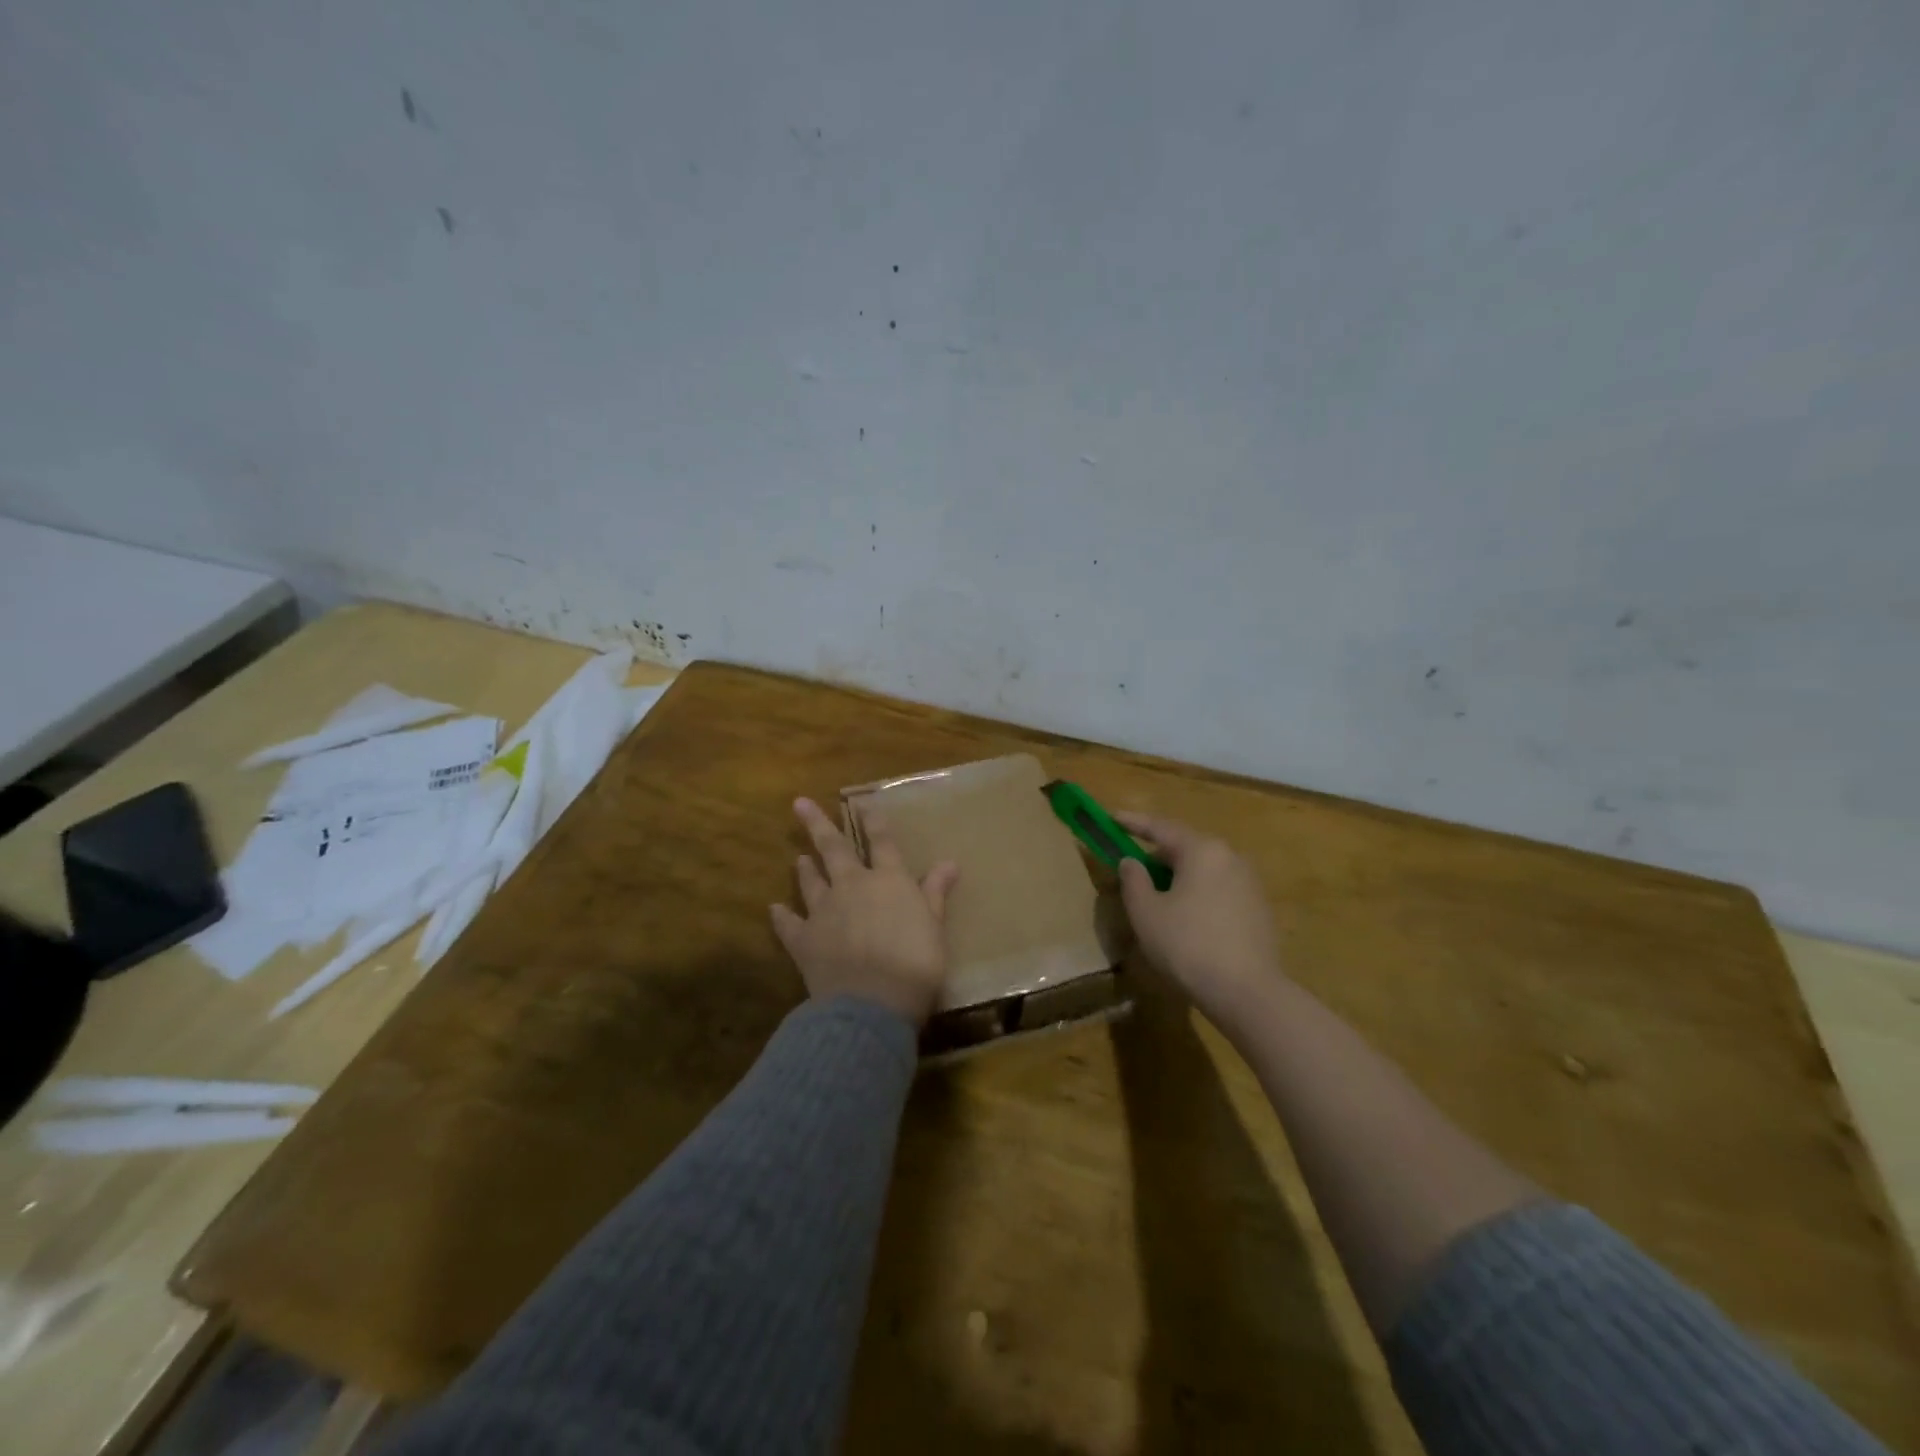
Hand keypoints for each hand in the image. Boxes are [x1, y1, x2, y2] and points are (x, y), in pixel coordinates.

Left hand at [771, 798, 960, 1026]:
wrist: (872, 1002)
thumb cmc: (915, 963)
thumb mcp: (935, 927)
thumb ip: (935, 893)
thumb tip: (950, 862)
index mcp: (889, 881)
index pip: (882, 843)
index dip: (873, 822)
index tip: (862, 804)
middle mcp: (853, 886)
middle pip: (834, 849)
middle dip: (817, 824)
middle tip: (798, 803)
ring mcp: (824, 911)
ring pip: (811, 882)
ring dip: (805, 869)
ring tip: (799, 857)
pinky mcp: (804, 940)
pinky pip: (789, 924)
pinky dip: (782, 917)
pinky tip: (774, 909)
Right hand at [1115, 812, 1282, 1019]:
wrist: (1248, 993)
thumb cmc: (1188, 946)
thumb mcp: (1146, 913)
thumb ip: (1133, 880)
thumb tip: (1131, 862)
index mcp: (1202, 850)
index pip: (1160, 827)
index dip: (1132, 822)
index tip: (1111, 817)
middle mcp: (1230, 857)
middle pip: (1184, 847)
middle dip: (1155, 856)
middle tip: (1132, 869)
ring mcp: (1249, 883)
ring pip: (1202, 870)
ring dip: (1177, 877)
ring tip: (1156, 898)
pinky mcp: (1258, 909)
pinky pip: (1218, 889)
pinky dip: (1196, 894)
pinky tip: (1185, 920)